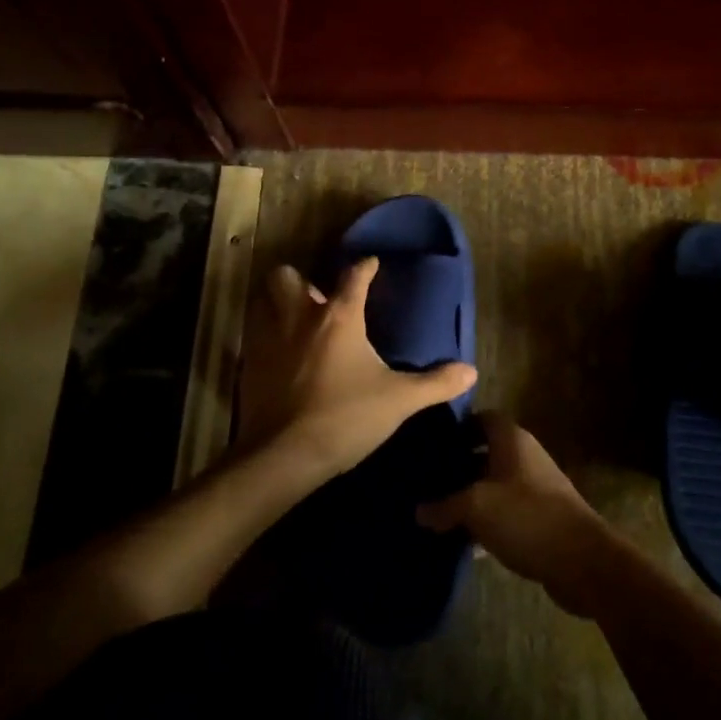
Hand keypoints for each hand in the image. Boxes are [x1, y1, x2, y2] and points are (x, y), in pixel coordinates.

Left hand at [237, 258, 475, 481]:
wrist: (284, 456)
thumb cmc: (346, 418)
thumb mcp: (398, 401)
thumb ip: (435, 383)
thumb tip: (471, 371)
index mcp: (340, 317)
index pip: (355, 276)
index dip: (366, 268)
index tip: (372, 264)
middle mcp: (300, 317)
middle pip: (288, 277)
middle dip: (301, 280)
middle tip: (317, 299)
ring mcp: (269, 338)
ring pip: (263, 300)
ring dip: (276, 303)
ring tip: (294, 320)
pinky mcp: (249, 364)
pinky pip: (253, 335)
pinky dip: (264, 335)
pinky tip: (278, 354)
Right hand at [416, 413, 617, 616]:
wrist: (582, 560)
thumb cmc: (526, 517)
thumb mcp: (476, 507)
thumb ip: (445, 506)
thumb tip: (419, 511)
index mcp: (512, 440)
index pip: (483, 418)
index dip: (459, 426)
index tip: (432, 442)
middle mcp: (525, 456)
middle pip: (487, 451)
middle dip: (459, 464)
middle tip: (428, 479)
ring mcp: (536, 487)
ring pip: (496, 484)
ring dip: (472, 495)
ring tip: (439, 510)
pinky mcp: (541, 517)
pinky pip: (506, 510)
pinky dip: (488, 520)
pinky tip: (466, 540)